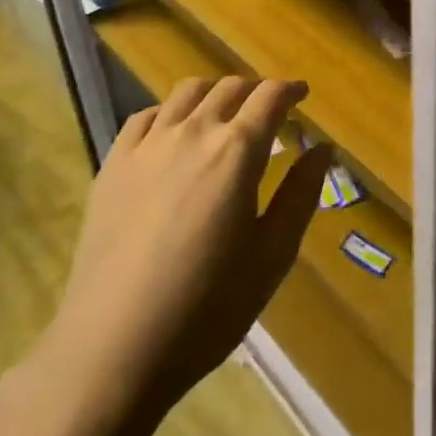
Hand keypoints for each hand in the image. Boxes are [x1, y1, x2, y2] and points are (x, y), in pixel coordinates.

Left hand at [45, 77, 331, 415]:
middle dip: (256, 90)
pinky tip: (173, 133)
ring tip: (224, 113)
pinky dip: (169, 112)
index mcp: (237, 151)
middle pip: (229, 87)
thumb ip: (302, 194)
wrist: (113, 348)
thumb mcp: (273, 256)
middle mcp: (193, 133)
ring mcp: (147, 145)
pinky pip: (144, 117)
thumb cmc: (207, 308)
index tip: (302, 94)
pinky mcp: (113, 164)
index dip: (290, 90)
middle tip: (269, 109)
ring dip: (214, 93)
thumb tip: (323, 148)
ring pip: (186, 93)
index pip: (270, 97)